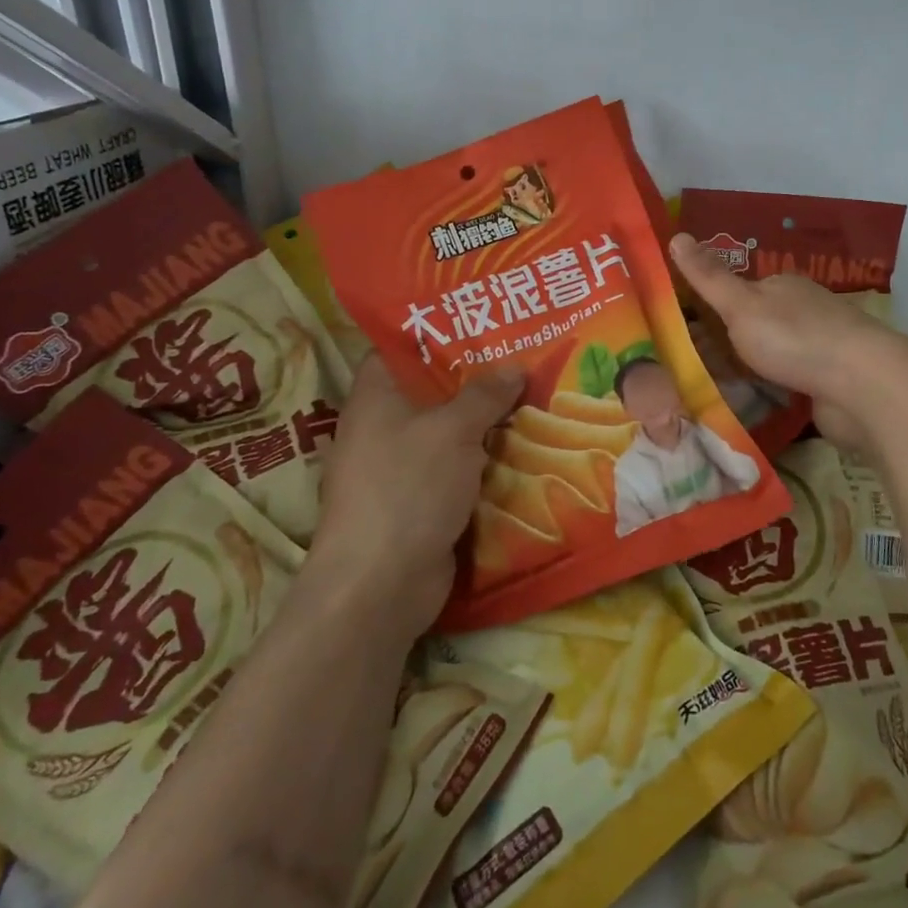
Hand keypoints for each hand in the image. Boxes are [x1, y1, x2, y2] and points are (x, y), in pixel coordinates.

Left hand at [310, 356, 522, 637]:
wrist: (380, 584)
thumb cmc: (408, 488)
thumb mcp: (452, 430)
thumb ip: (484, 395)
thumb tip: (513, 367)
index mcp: (375, 398)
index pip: (398, 349)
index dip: (435, 333)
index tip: (479, 322)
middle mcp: (382, 428)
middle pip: (430, 391)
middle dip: (475, 378)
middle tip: (521, 356)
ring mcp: (399, 469)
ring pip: (448, 433)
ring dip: (485, 423)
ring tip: (533, 397)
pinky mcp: (418, 503)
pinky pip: (456, 470)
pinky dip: (483, 461)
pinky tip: (522, 449)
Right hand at [670, 232, 905, 452]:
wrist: (863, 386)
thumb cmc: (795, 338)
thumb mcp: (741, 304)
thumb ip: (708, 277)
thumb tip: (676, 235)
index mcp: (782, 286)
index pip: (738, 291)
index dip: (710, 310)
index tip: (681, 334)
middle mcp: (802, 310)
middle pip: (754, 325)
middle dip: (726, 344)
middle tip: (689, 369)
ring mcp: (819, 346)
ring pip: (771, 356)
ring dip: (747, 371)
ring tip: (711, 392)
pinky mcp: (829, 381)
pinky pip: (788, 383)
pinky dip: (769, 391)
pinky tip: (749, 405)